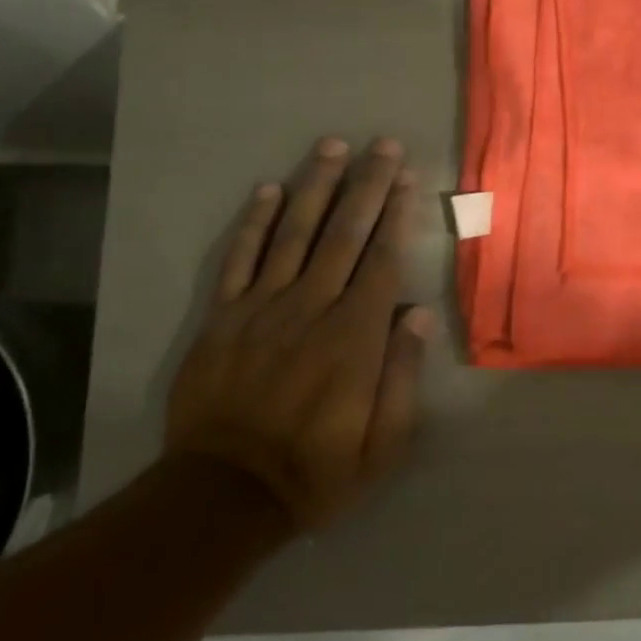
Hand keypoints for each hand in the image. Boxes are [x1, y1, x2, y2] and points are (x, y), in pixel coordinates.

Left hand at [166, 137, 430, 531]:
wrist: (224, 495)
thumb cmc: (317, 471)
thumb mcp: (383, 445)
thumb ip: (402, 376)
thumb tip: (418, 314)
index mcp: (354, 337)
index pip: (382, 260)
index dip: (396, 215)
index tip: (407, 178)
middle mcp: (310, 308)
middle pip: (343, 234)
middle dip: (366, 185)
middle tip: (382, 145)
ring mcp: (261, 308)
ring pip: (294, 233)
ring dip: (315, 186)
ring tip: (332, 146)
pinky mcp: (222, 317)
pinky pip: (239, 259)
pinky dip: (254, 222)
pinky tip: (268, 190)